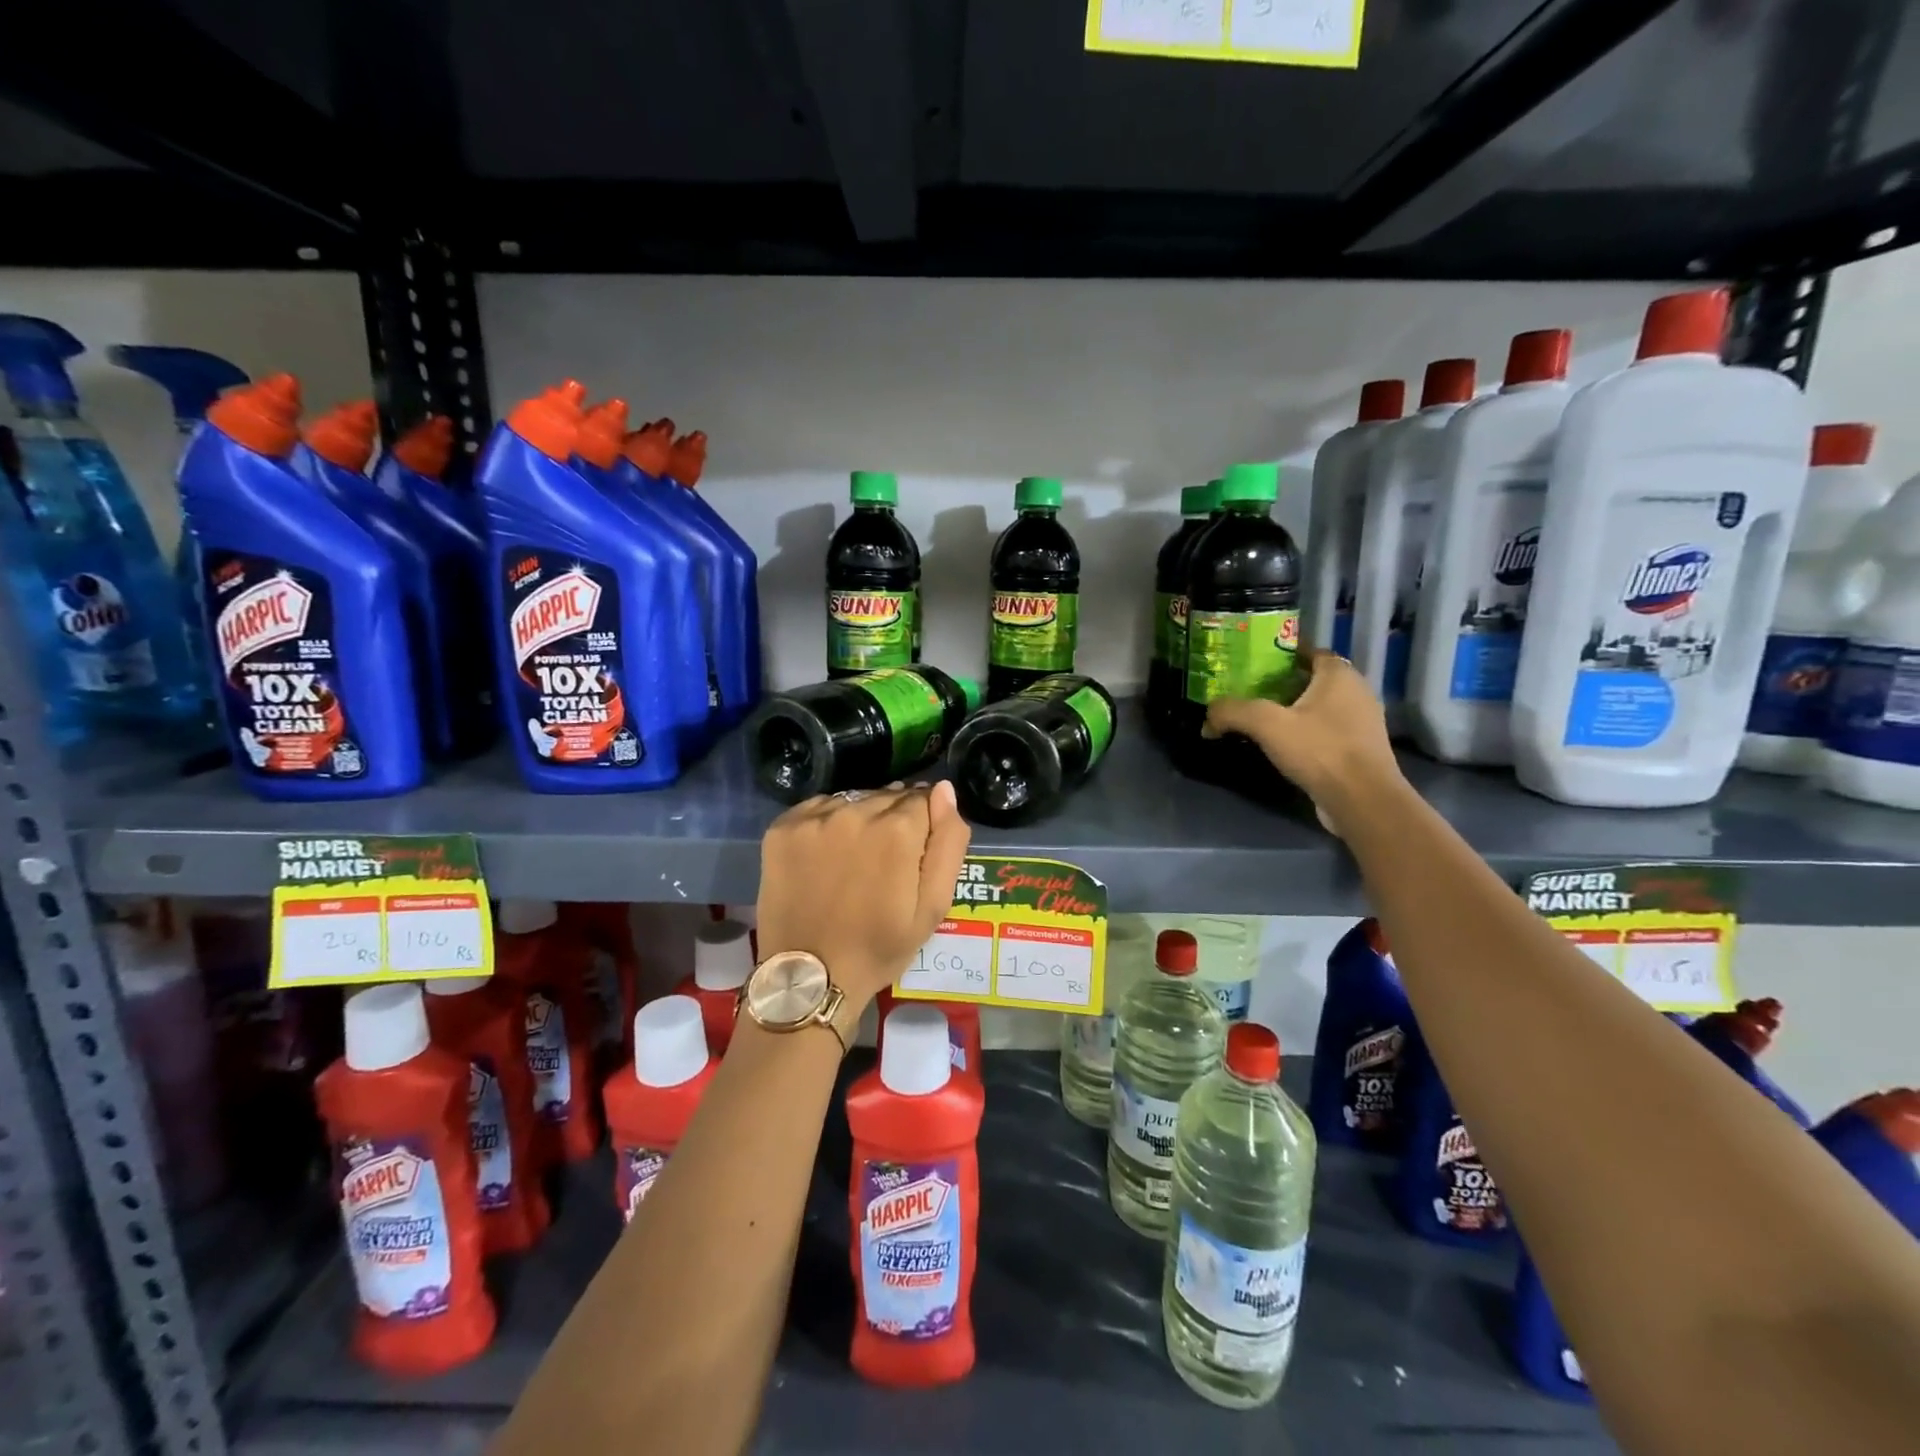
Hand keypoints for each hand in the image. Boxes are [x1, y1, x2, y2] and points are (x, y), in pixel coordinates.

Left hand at [755, 781, 971, 1007]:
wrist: (809, 976)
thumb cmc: (879, 947)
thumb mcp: (933, 906)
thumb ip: (948, 843)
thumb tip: (944, 790)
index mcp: (898, 830)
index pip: (924, 800)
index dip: (925, 825)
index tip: (915, 854)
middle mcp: (856, 811)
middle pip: (887, 797)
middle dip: (894, 821)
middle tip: (885, 863)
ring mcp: (815, 818)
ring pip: (854, 800)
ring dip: (861, 820)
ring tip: (855, 861)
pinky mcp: (783, 827)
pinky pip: (818, 808)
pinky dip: (827, 824)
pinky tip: (826, 856)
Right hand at [1205, 651, 1404, 834]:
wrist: (1362, 801)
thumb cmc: (1319, 750)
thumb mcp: (1266, 725)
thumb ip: (1233, 712)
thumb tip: (1208, 718)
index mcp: (1339, 674)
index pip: (1309, 651)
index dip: (1281, 655)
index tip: (1253, 665)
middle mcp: (1357, 691)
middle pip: (1313, 679)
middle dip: (1283, 684)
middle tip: (1250, 692)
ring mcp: (1362, 722)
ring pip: (1321, 706)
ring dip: (1294, 710)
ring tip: (1262, 720)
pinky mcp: (1360, 749)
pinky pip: (1327, 730)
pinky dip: (1306, 732)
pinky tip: (1283, 745)